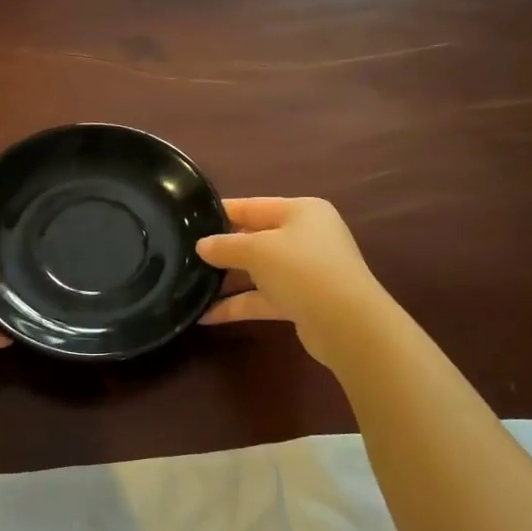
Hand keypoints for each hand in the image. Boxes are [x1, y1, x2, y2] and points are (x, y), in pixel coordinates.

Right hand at [197, 197, 392, 368]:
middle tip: (184, 254)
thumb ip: (225, 246)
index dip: (221, 212)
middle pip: (255, 238)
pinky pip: (263, 298)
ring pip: (258, 271)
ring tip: (190, 285)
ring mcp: (305, 271)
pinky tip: (206, 315)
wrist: (348, 324)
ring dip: (227, 280)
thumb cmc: (302, 269)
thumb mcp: (257, 250)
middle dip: (222, 249)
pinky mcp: (302, 301)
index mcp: (301, 212)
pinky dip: (238, 305)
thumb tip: (201, 246)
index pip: (252, 206)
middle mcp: (306, 237)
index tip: (189, 219)